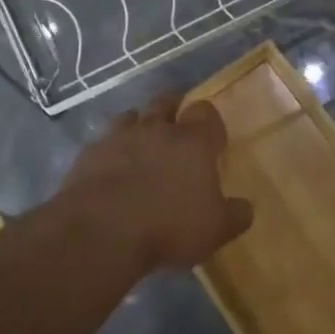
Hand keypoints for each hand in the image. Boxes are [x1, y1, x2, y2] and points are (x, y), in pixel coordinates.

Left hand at [58, 92, 252, 271]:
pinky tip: (111, 168)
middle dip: (173, 109)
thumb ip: (235, 215)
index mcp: (193, 141)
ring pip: (132, 116)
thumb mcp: (216, 229)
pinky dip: (110, 149)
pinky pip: (103, 141)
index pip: (205, 111)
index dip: (210, 122)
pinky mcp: (89, 154)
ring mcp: (118, 137)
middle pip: (166, 102)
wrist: (101, 231)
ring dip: (139, 125)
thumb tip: (245, 207)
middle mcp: (157, 129)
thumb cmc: (169, 225)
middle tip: (177, 128)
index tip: (212, 141)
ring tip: (142, 144)